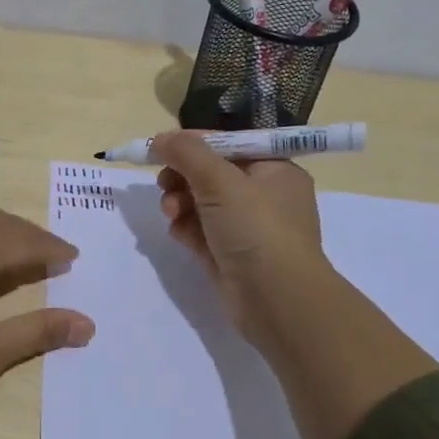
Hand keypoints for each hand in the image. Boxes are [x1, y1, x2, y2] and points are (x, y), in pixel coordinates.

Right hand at [152, 131, 332, 355]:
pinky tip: (178, 233)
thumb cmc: (256, 230)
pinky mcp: (228, 253)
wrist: (277, 301)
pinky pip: (199, 231)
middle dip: (182, 177)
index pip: (228, 144)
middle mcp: (263, 196)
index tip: (161, 149)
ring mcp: (246, 227)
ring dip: (179, 202)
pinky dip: (185, 228)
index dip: (194, 144)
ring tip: (171, 212)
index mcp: (274, 170)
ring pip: (201, 203)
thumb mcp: (221, 181)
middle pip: (210, 174)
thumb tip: (160, 137)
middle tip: (164, 183)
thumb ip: (187, 153)